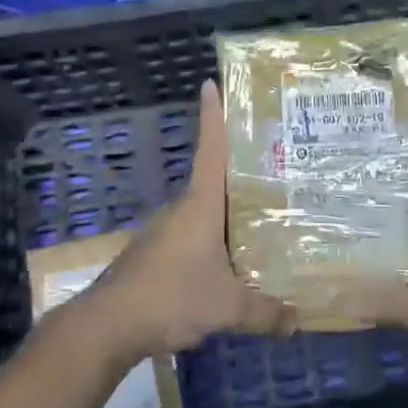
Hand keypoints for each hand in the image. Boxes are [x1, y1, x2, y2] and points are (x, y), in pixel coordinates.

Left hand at [84, 81, 295, 361]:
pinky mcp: (158, 253)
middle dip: (242, 171)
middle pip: (214, 179)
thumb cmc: (171, 295)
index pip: (210, 148)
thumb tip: (298, 320)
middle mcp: (183, 208)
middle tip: (278, 165)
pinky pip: (195, 235)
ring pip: (206, 211)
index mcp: (200, 204)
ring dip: (229, 210)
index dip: (212, 115)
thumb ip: (264, 312)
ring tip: (265, 216)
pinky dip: (216, 238)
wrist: (108, 323)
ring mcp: (167, 231)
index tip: (210, 84)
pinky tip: (233, 259)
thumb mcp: (227, 306)